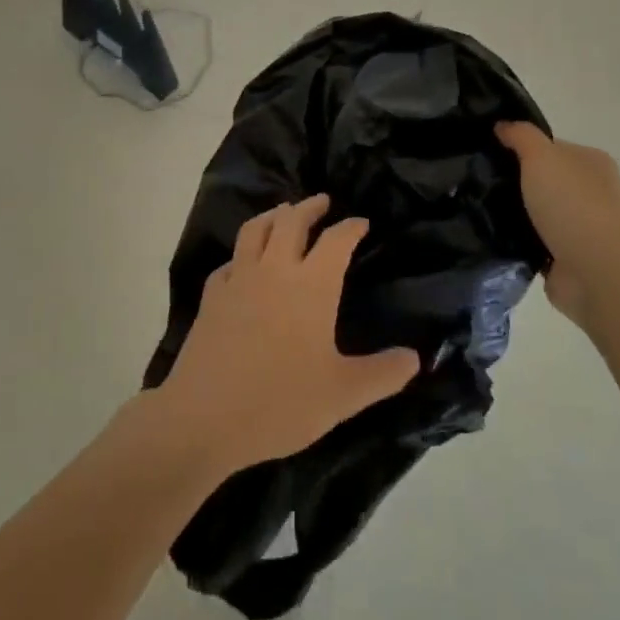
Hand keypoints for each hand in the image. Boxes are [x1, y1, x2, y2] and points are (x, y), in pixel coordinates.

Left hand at [153, 194, 420, 473]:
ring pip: (255, 230)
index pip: (336, 240)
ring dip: (273, 215)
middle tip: (322, 201)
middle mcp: (275, 270)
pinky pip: (229, 262)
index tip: (361, 222)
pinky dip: (242, 254)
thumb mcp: (343, 396)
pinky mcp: (211, 297)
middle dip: (309, 206)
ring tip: (283, 213)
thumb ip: (383, 374)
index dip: (351, 227)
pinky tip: (244, 264)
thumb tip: (416, 358)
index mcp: (311, 285)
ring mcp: (238, 280)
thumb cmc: (281, 404)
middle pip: (291, 221)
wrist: (204, 418)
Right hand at [495, 122, 619, 328]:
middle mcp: (591, 192)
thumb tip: (503, 126)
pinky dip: (518, 241)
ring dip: (515, 213)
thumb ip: (521, 135)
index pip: (551, 147)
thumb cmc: (571, 204)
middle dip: (516, 182)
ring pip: (538, 212)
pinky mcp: (568, 257)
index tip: (491, 153)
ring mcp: (582, 227)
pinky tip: (493, 236)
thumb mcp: (541, 155)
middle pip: (544, 179)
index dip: (522, 147)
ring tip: (478, 208)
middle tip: (479, 181)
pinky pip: (535, 241)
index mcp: (592, 162)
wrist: (594, 270)